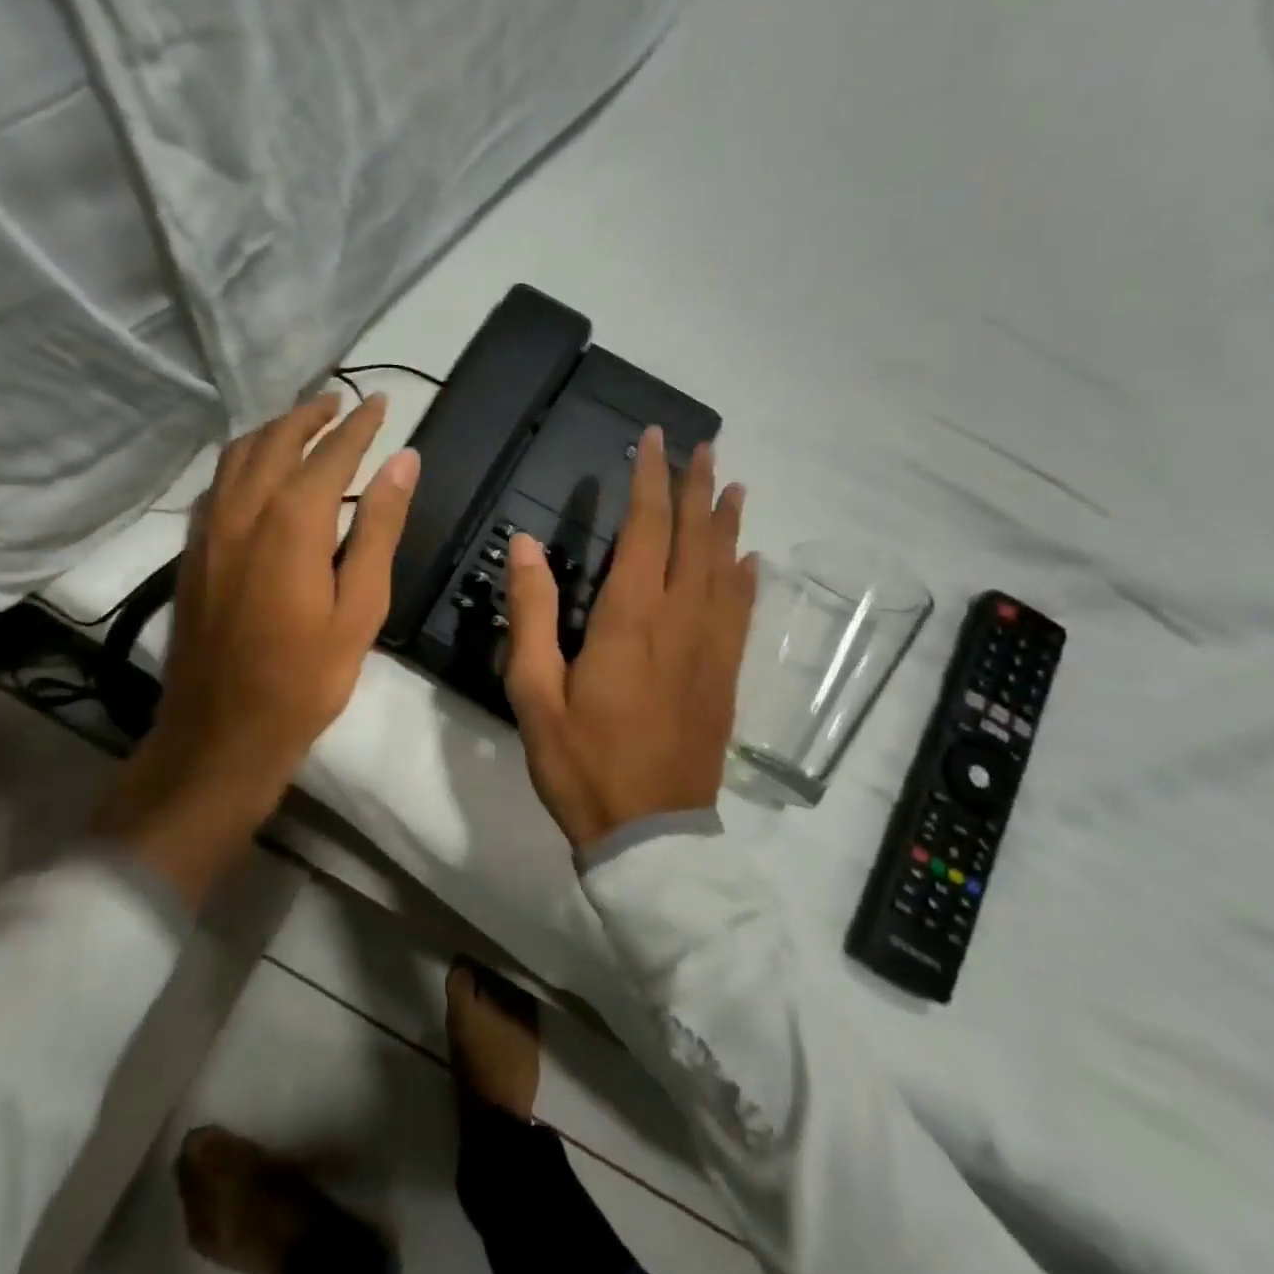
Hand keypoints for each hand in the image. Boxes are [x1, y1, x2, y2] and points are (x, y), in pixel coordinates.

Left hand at [96, 392, 419, 907]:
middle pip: (278, 440)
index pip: (332, 452)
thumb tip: (404, 462)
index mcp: (293, 520)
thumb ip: (380, 528)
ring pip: (239, 454)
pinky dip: (243, 460)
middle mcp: (244, 508)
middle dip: (311, 414)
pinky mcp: (192, 550)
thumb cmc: (306, 677)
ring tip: (302, 424)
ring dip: (273, 430)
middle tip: (341, 402)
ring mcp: (210, 528)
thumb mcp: (361, 606)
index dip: (360, 425)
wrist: (222, 731)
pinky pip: (217, 483)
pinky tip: (256, 472)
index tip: (382, 402)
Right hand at [503, 429, 756, 850]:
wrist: (650, 833)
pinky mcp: (723, 675)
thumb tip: (524, 544)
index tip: (654, 441)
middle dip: (697, 488)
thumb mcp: (535, 692)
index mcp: (629, 619)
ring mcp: (709, 648)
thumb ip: (532, 613)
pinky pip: (740, 612)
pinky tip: (749, 561)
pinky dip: (745, 577)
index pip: (646, 530)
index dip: (650, 481)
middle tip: (704, 447)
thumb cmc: (582, 762)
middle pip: (694, 539)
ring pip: (725, 569)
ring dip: (727, 524)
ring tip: (733, 486)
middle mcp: (679, 620)